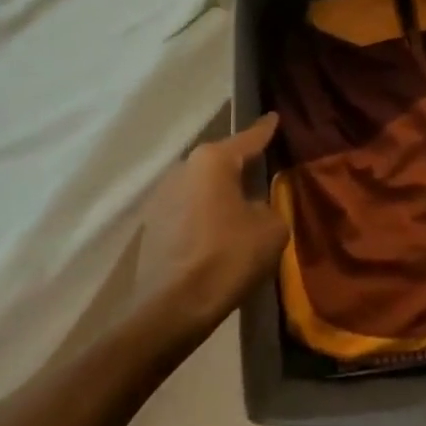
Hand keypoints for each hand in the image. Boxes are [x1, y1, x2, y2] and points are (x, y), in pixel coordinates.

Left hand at [132, 114, 287, 344]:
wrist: (172, 307)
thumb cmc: (228, 257)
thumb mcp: (271, 228)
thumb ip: (269, 205)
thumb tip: (254, 205)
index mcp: (212, 161)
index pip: (248, 138)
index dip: (265, 130)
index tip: (274, 117)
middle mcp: (182, 168)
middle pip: (221, 162)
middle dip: (241, 166)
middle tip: (264, 171)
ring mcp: (161, 196)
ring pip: (202, 186)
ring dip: (221, 193)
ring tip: (243, 206)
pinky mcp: (152, 224)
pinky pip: (189, 208)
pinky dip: (206, 214)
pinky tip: (220, 231)